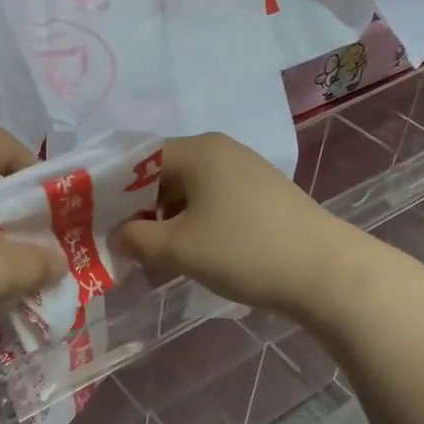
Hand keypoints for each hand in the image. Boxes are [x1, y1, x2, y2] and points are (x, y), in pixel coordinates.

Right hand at [116, 133, 360, 320]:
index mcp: (198, 150)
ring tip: (155, 255)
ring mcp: (245, 171)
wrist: (326, 272)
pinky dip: (194, 223)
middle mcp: (221, 150)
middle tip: (124, 243)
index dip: (112, 190)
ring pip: (188, 191)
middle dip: (139, 209)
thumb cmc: (244, 250)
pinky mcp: (262, 194)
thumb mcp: (179, 248)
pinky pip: (213, 201)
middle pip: (162, 174)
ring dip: (166, 220)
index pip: (137, 159)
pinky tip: (191, 253)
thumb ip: (136, 240)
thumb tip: (117, 236)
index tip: (96, 221)